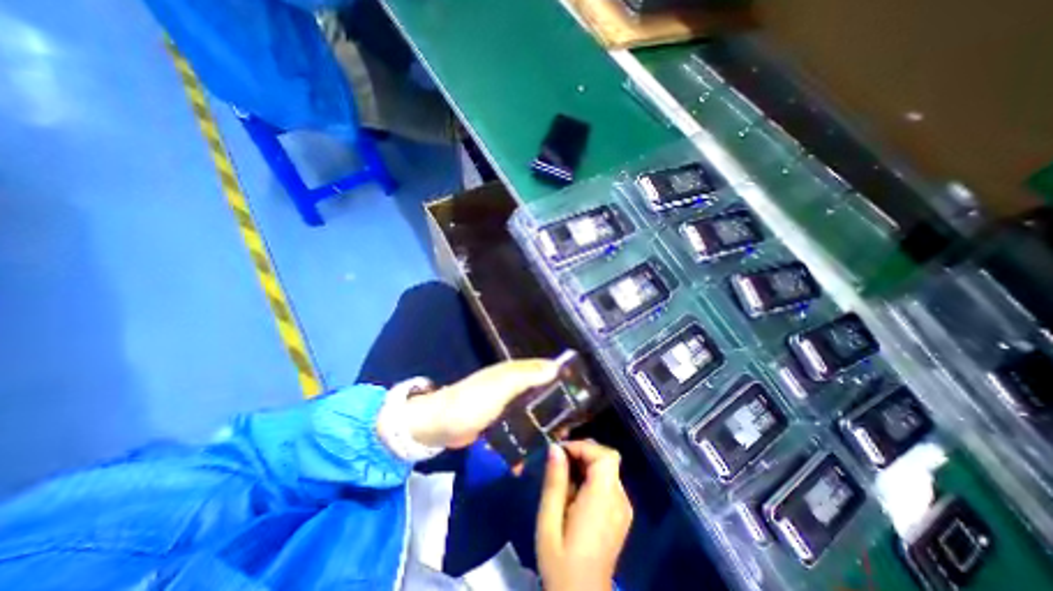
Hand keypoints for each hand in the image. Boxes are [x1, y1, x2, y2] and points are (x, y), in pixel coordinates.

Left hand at [399, 358, 558, 449]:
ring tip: (556, 442)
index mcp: (515, 372)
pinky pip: (518, 427)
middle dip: (555, 407)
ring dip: (542, 424)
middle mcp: (513, 385)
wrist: (439, 425)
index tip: (580, 396)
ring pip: (531, 411)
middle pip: (541, 392)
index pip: (545, 369)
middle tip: (569, 427)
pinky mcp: (498, 422)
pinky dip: (525, 437)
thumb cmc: (472, 401)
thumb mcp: (501, 385)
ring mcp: (505, 404)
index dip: (562, 379)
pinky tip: (531, 453)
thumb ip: (527, 376)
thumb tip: (555, 367)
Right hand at [535, 439, 633, 589]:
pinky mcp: (621, 516)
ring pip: (607, 469)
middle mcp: (619, 499)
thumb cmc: (560, 563)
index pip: (605, 455)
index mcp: (603, 500)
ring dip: (585, 466)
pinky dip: (592, 478)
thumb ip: (554, 482)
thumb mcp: (549, 522)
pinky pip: (608, 483)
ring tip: (563, 482)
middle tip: (558, 465)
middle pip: (607, 459)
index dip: (583, 447)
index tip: (560, 453)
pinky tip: (575, 495)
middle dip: (582, 454)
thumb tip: (555, 448)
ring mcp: (623, 508)